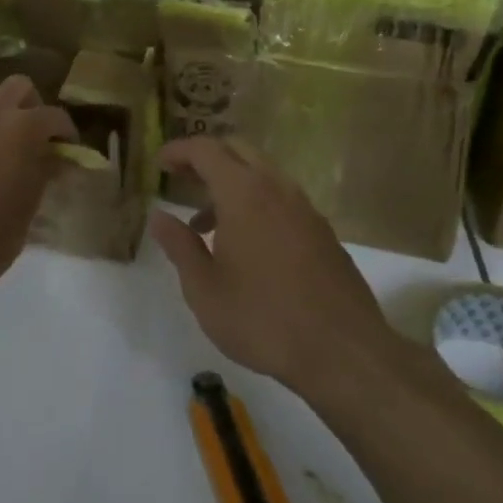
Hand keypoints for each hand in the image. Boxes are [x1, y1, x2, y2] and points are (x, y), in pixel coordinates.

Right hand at [149, 138, 392, 390]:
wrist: (343, 353)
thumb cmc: (262, 318)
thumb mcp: (204, 288)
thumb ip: (179, 245)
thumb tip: (158, 216)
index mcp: (244, 194)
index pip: (206, 150)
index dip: (179, 151)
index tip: (159, 164)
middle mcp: (277, 189)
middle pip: (238, 151)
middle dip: (206, 159)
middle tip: (181, 180)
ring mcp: (306, 209)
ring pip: (262, 175)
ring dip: (231, 185)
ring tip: (206, 225)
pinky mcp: (323, 233)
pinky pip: (282, 200)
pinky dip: (256, 204)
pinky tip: (246, 245)